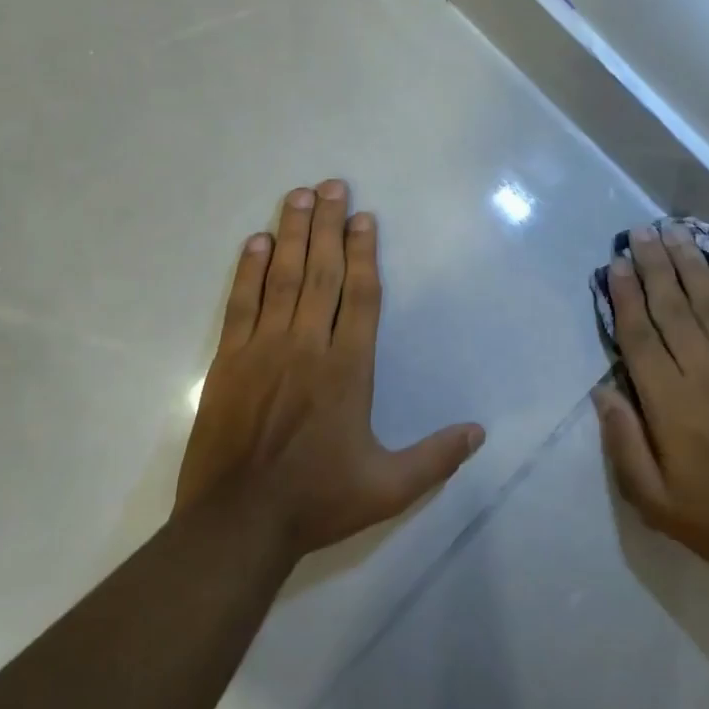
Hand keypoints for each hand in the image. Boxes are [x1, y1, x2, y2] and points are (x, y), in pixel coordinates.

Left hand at [175, 180, 485, 558]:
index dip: (365, 252)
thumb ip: (436, 458)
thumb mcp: (389, 488)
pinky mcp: (228, 361)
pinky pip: (240, 304)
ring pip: (282, 278)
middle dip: (328, 225)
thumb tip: (480, 433)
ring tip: (298, 195)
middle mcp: (308, 347)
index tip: (364, 217)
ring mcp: (263, 350)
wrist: (237, 523)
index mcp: (348, 370)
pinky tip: (256, 242)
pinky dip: (248, 270)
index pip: (361, 296)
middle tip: (331, 184)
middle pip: (322, 273)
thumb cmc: (317, 501)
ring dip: (292, 234)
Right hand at [593, 223, 708, 582]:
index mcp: (669, 402)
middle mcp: (705, 372)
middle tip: (641, 232)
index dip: (625, 295)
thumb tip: (603, 390)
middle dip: (654, 265)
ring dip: (691, 265)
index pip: (639, 334)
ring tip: (675, 233)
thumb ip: (623, 442)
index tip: (616, 264)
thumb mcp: (652, 500)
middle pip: (673, 306)